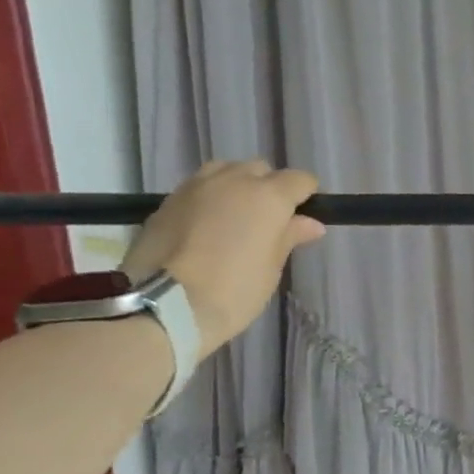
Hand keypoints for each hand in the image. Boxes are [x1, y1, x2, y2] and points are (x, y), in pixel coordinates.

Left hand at [123, 160, 324, 352]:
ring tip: (237, 217)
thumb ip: (290, 236)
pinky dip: (211, 199)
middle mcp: (233, 180)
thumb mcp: (271, 267)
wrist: (163, 304)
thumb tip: (311, 223)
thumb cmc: (234, 289)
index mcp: (268, 196)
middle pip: (260, 170)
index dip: (307, 195)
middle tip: (271, 220)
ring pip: (226, 171)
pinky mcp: (167, 200)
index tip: (306, 216)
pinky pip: (199, 187)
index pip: (299, 180)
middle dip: (270, 187)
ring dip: (237, 186)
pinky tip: (208, 226)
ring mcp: (196, 186)